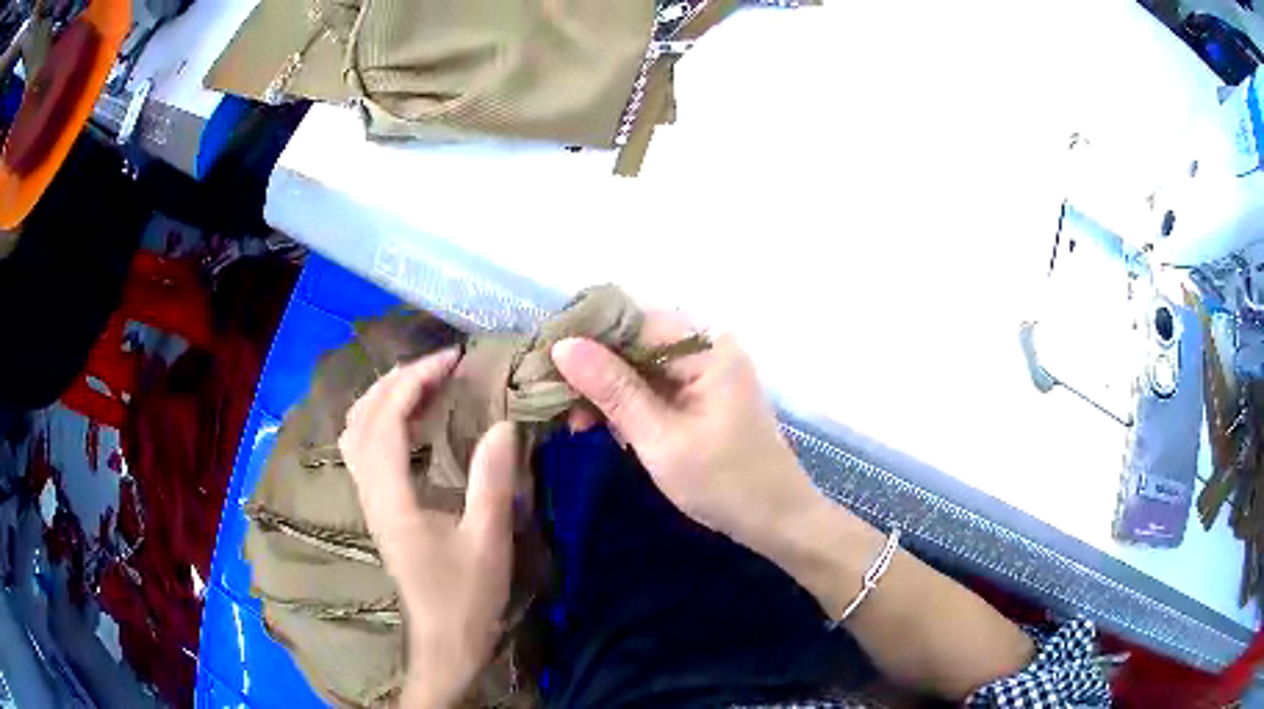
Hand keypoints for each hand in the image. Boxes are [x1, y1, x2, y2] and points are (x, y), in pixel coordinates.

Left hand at [338, 350, 517, 708]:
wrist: (443, 641)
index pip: (386, 420)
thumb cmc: (466, 596)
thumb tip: (503, 424)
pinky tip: (411, 421)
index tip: (452, 360)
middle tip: (440, 365)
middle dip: (397, 380)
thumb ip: (492, 482)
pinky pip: (366, 448)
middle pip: (362, 417)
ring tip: (424, 382)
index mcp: (392, 498)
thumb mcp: (487, 541)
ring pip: (357, 431)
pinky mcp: (378, 508)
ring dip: (384, 397)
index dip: (414, 380)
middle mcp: (370, 492)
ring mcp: (370, 500)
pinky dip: (383, 420)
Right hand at [552, 313, 822, 552]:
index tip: (545, 366)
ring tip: (579, 426)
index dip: (587, 339)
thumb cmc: (724, 483)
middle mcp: (708, 347)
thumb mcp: (660, 439)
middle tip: (558, 406)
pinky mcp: (704, 394)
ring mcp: (708, 371)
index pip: (633, 322)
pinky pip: (656, 386)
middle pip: (636, 342)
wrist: (776, 520)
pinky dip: (631, 405)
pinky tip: (610, 429)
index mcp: (707, 348)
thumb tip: (563, 346)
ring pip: (641, 366)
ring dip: (609, 392)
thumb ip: (613, 390)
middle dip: (595, 372)